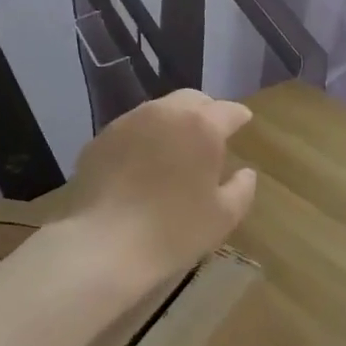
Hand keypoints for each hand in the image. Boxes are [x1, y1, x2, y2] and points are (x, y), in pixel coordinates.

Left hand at [70, 90, 257, 280]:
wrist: (105, 246)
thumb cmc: (175, 231)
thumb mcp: (224, 217)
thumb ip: (242, 188)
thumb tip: (246, 172)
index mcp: (202, 127)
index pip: (229, 111)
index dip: (239, 116)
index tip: (244, 123)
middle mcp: (165, 114)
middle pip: (192, 100)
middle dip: (206, 111)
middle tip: (211, 133)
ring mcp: (127, 123)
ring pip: (158, 110)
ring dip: (173, 122)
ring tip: (175, 147)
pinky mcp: (99, 140)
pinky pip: (130, 130)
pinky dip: (143, 138)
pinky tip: (142, 164)